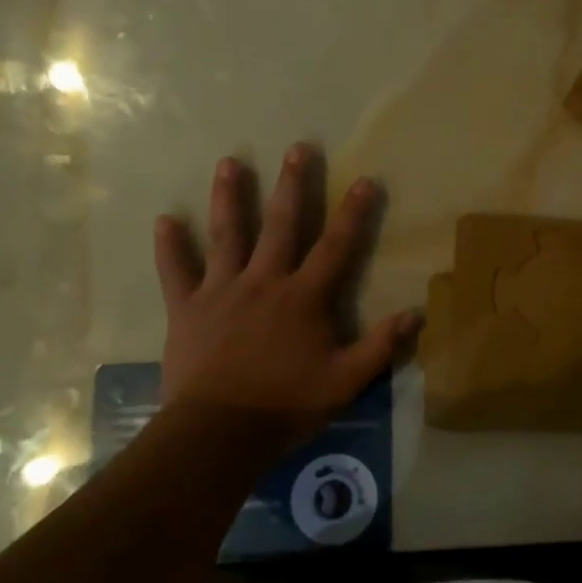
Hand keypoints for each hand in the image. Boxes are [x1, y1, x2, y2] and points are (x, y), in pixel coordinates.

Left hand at [152, 146, 416, 461]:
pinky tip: (164, 220)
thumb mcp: (345, 381)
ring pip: (227, 235)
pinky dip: (170, 247)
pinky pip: (176, 272)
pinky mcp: (187, 308)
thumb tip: (417, 313)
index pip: (335, 246)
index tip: (365, 180)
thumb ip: (380, 346)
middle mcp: (264, 281)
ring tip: (230, 163)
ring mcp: (222, 291)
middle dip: (292, 185)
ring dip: (229, 197)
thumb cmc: (285, 405)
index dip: (353, 213)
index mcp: (303, 297)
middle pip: (280, 224)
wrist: (218, 433)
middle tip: (298, 149)